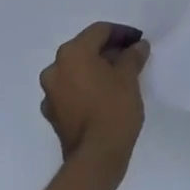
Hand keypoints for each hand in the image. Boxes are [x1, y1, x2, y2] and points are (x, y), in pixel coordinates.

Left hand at [40, 22, 149, 182]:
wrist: (96, 157)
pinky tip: (104, 97)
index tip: (139, 41)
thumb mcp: (129, 78)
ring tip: (119, 78)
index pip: (99, 31)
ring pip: (76, 71)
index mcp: (72, 53)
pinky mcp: (52, 114)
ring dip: (96, 70)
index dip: (122, 33)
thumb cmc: (114, 109)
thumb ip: (132, 56)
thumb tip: (138, 46)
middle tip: (131, 58)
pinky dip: (86, 88)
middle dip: (108, 51)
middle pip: (85, 49)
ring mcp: (50, 92)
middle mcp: (55, 68)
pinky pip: (71, 91)